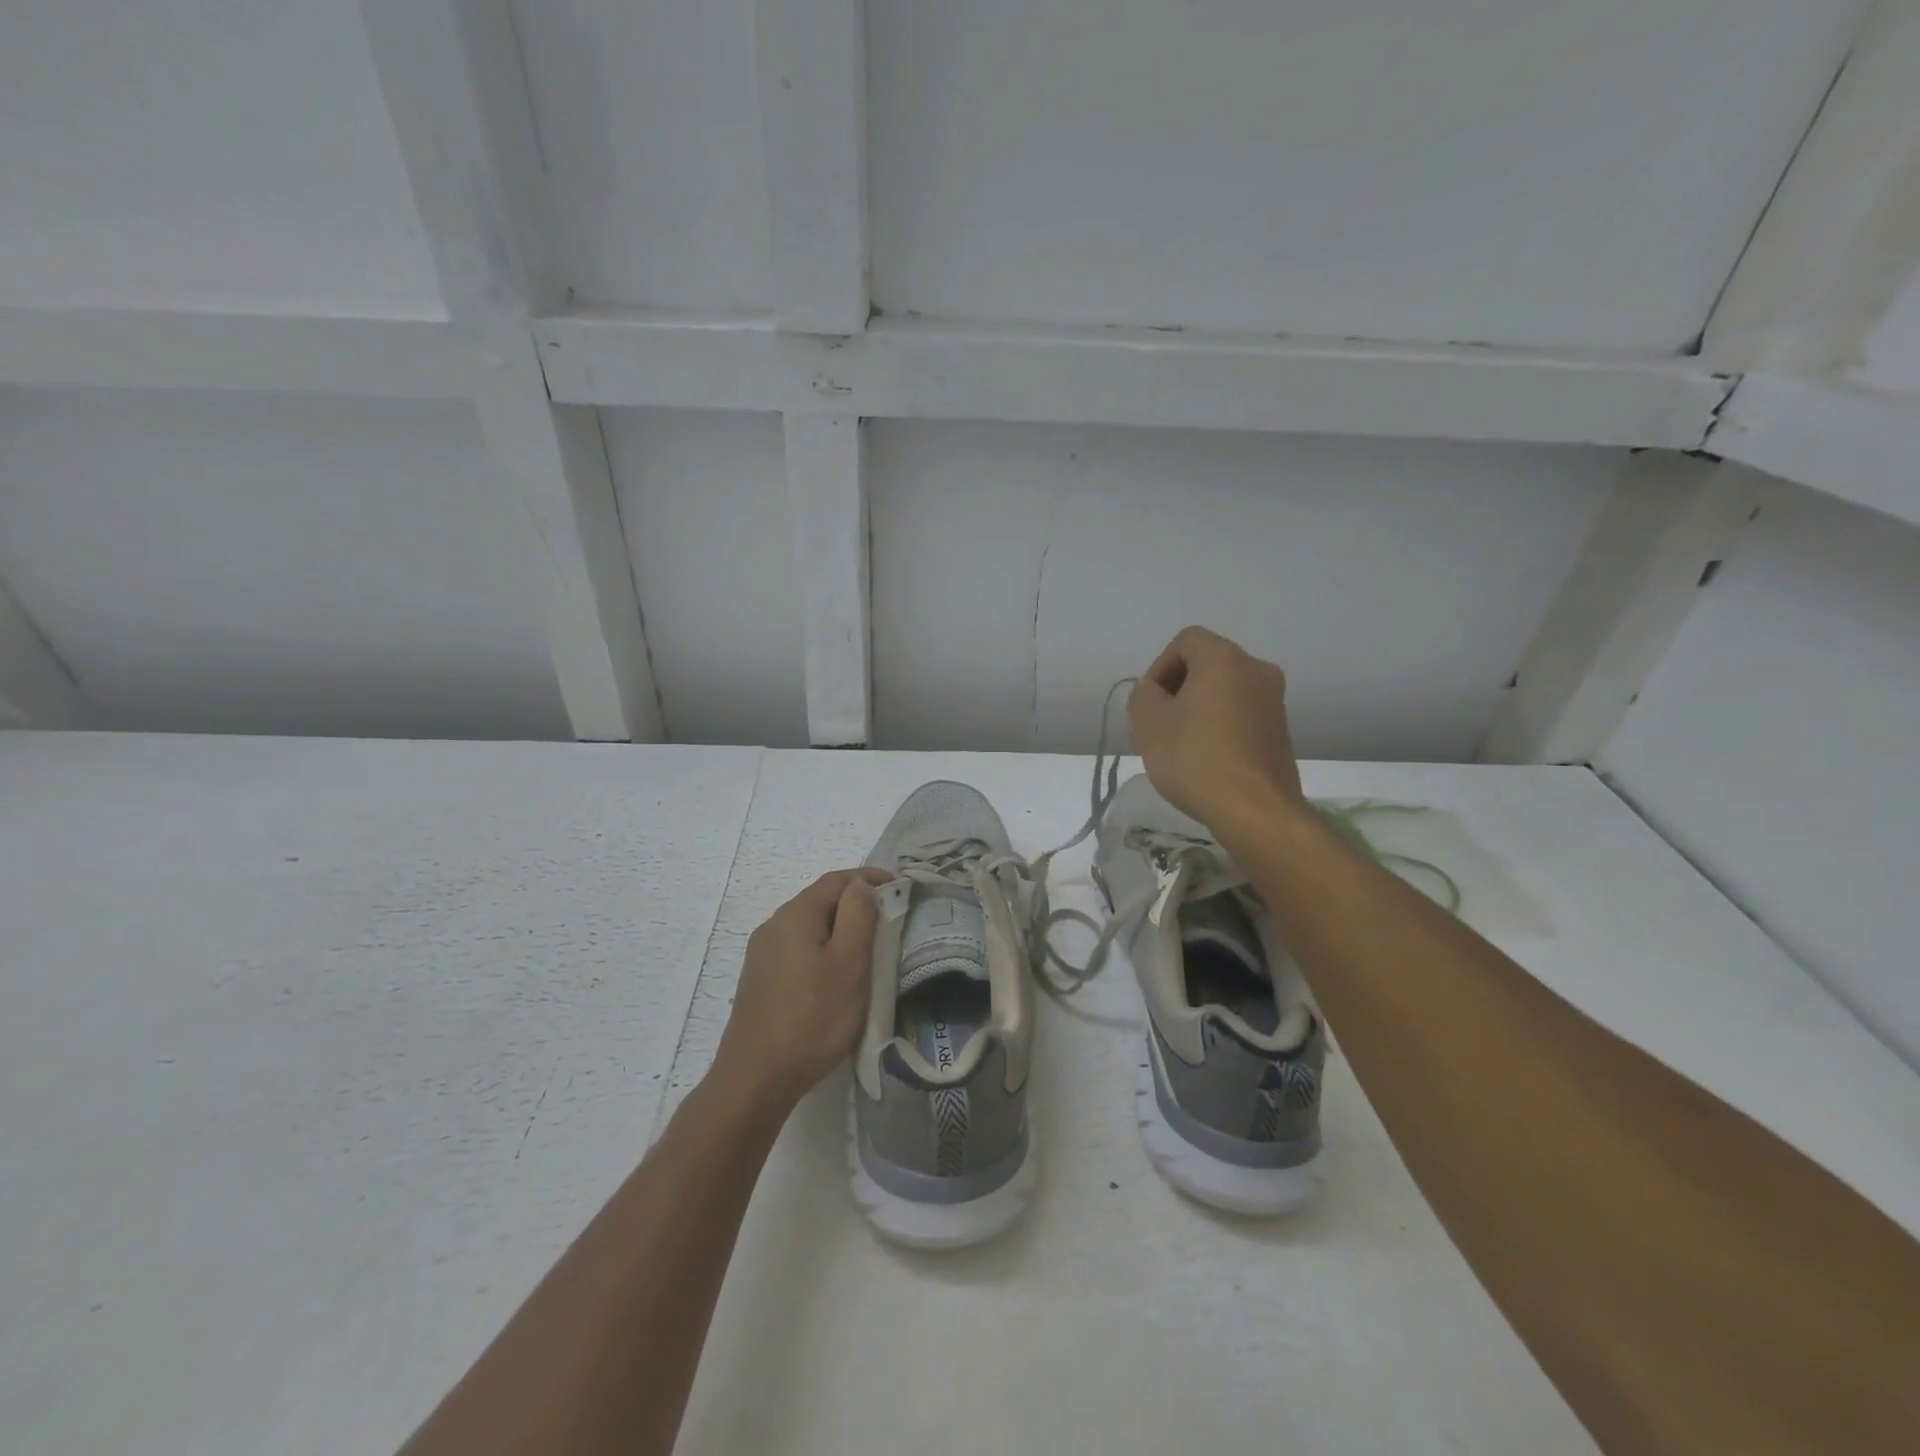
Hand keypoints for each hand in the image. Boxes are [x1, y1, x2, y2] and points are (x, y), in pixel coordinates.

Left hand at [713, 867, 891, 1113]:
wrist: (755, 1078)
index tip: (900, 886)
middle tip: (889, 919)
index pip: (837, 880)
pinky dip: (823, 949)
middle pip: (820, 901)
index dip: (869, 877)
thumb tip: (862, 885)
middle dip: (856, 903)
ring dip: (839, 929)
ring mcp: (762, 954)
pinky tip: (834, 975)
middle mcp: (773, 925)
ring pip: (809, 927)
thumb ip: (858, 915)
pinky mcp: (760, 980)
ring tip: (867, 948)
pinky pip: (798, 949)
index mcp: (795, 914)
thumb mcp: (849, 963)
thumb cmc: (813, 1018)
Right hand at [1128, 626, 1306, 829]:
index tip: (1149, 703)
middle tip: (1157, 725)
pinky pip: (1240, 716)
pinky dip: (1218, 727)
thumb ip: (1143, 695)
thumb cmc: (1195, 758)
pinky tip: (1204, 760)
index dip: (1159, 667)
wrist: (1254, 810)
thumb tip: (1155, 692)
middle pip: (1206, 665)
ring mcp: (1274, 702)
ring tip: (1178, 746)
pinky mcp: (1280, 732)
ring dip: (1197, 710)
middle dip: (1176, 690)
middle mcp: (1256, 670)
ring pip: (1223, 692)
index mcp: (1225, 658)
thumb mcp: (1148, 722)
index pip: (1185, 641)